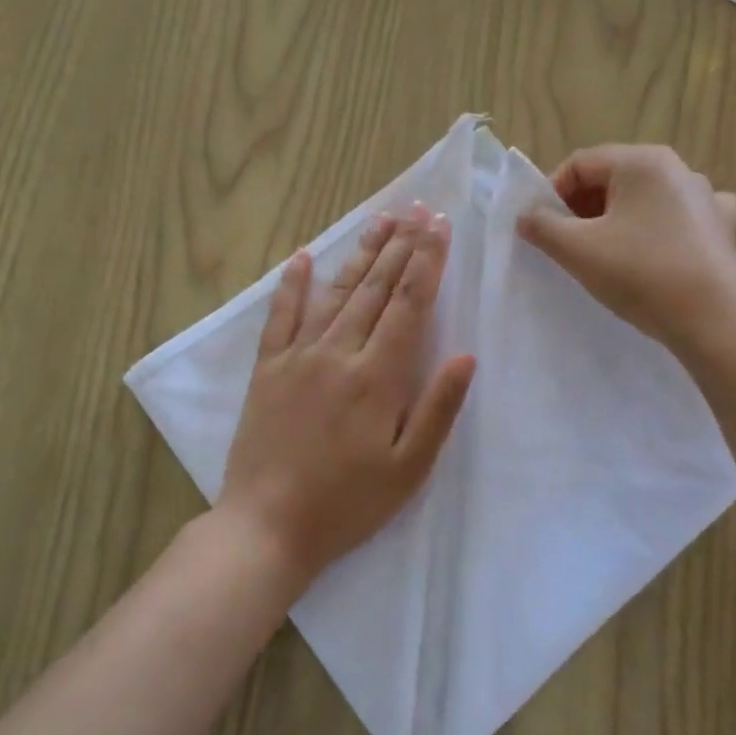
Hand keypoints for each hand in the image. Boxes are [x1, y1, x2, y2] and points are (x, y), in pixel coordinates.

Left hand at [219, 206, 475, 581]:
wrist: (267, 525)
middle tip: (416, 209)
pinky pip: (280, 316)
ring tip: (379, 220)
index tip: (438, 225)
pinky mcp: (267, 370)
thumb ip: (437, 409)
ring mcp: (298, 357)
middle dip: (400, 246)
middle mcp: (338, 353)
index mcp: (378, 377)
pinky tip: (302, 257)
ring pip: (335, 293)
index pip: (409, 305)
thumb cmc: (348, 504)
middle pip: (375, 288)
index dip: (426, 262)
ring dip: (359, 254)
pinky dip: (292, 285)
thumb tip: (467, 356)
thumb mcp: (408, 469)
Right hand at [517, 144, 735, 357]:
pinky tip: (653, 253)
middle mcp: (678, 168)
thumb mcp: (578, 250)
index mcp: (642, 161)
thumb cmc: (641, 275)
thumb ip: (542, 226)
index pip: (580, 163)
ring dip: (615, 221)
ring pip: (644, 200)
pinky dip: (656, 231)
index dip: (552, 193)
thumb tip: (526, 215)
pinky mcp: (722, 228)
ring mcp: (706, 197)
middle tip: (567, 245)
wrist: (714, 321)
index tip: (542, 229)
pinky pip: (677, 219)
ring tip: (604, 256)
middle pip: (612, 178)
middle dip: (582, 208)